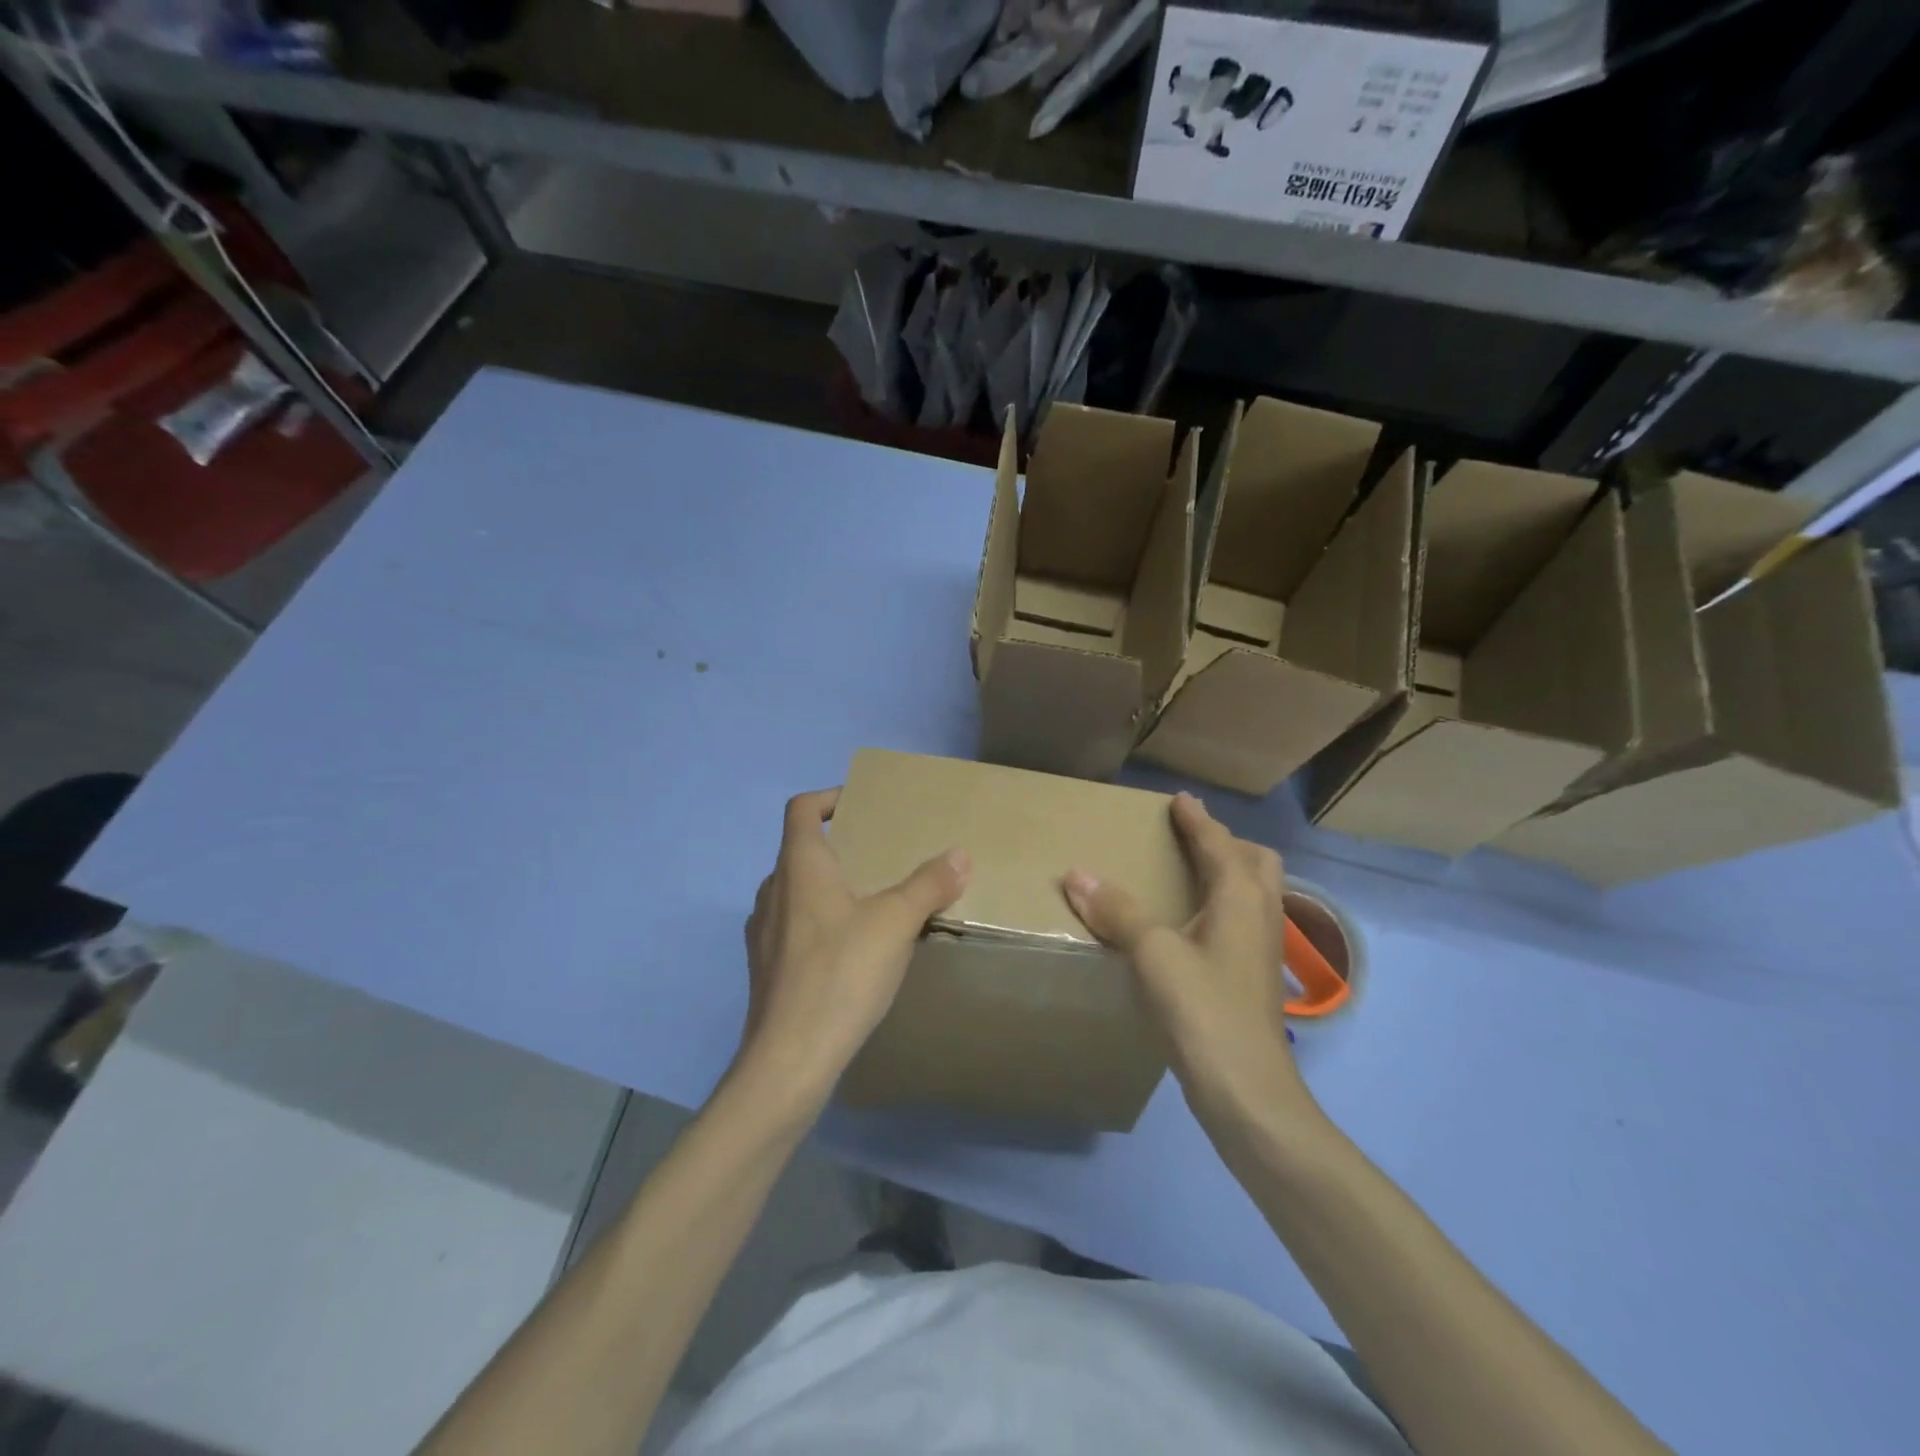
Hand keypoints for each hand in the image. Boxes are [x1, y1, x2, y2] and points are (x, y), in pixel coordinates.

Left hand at [740, 789, 969, 1098]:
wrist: (789, 1059)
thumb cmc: (841, 974)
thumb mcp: (895, 924)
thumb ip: (928, 885)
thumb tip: (959, 854)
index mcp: (799, 866)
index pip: (801, 808)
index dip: (829, 797)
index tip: (861, 806)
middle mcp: (773, 890)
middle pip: (801, 850)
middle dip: (840, 847)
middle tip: (881, 857)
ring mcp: (763, 931)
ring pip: (797, 891)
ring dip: (829, 887)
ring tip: (871, 903)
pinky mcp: (765, 967)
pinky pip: (794, 926)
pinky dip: (820, 922)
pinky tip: (850, 951)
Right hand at [1063, 792, 1309, 1115]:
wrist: (1246, 1091)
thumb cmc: (1204, 1010)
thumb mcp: (1153, 954)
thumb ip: (1117, 911)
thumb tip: (1076, 874)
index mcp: (1241, 897)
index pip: (1220, 844)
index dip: (1198, 820)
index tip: (1180, 799)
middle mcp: (1260, 915)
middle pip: (1257, 863)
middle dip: (1227, 843)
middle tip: (1191, 838)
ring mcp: (1260, 950)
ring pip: (1255, 894)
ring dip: (1229, 873)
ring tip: (1190, 874)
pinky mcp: (1252, 978)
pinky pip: (1242, 920)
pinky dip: (1222, 905)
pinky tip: (1191, 926)